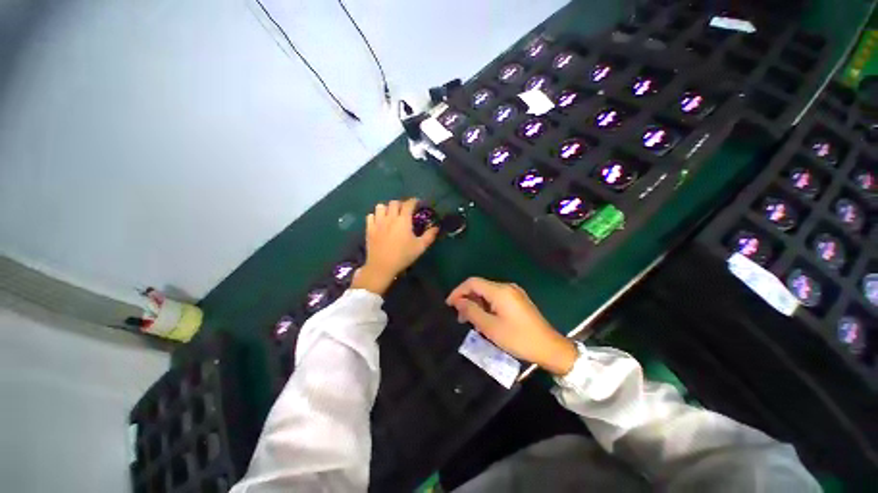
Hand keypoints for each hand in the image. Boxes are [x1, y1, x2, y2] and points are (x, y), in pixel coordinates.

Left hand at [351, 198, 438, 294]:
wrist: (382, 266)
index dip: (414, 201)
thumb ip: (429, 236)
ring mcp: (378, 222)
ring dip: (387, 208)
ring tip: (391, 215)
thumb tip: (436, 227)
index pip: (408, 204)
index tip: (417, 203)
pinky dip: (375, 216)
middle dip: (401, 204)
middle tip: (405, 211)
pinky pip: (370, 216)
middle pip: (394, 203)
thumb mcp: (420, 247)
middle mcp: (390, 217)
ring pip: (380, 207)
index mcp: (403, 220)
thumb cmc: (403, 256)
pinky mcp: (369, 229)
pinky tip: (379, 222)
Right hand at [446, 277, 577, 375]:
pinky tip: (484, 320)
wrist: (549, 347)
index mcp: (500, 291)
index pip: (472, 282)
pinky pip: (496, 298)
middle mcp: (507, 287)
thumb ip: (471, 311)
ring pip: (487, 293)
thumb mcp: (490, 327)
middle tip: (460, 317)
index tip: (449, 305)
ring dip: (476, 304)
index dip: (458, 291)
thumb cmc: (518, 338)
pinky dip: (486, 306)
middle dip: (467, 299)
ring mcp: (514, 293)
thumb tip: (458, 301)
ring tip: (471, 321)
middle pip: (480, 287)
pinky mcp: (518, 300)